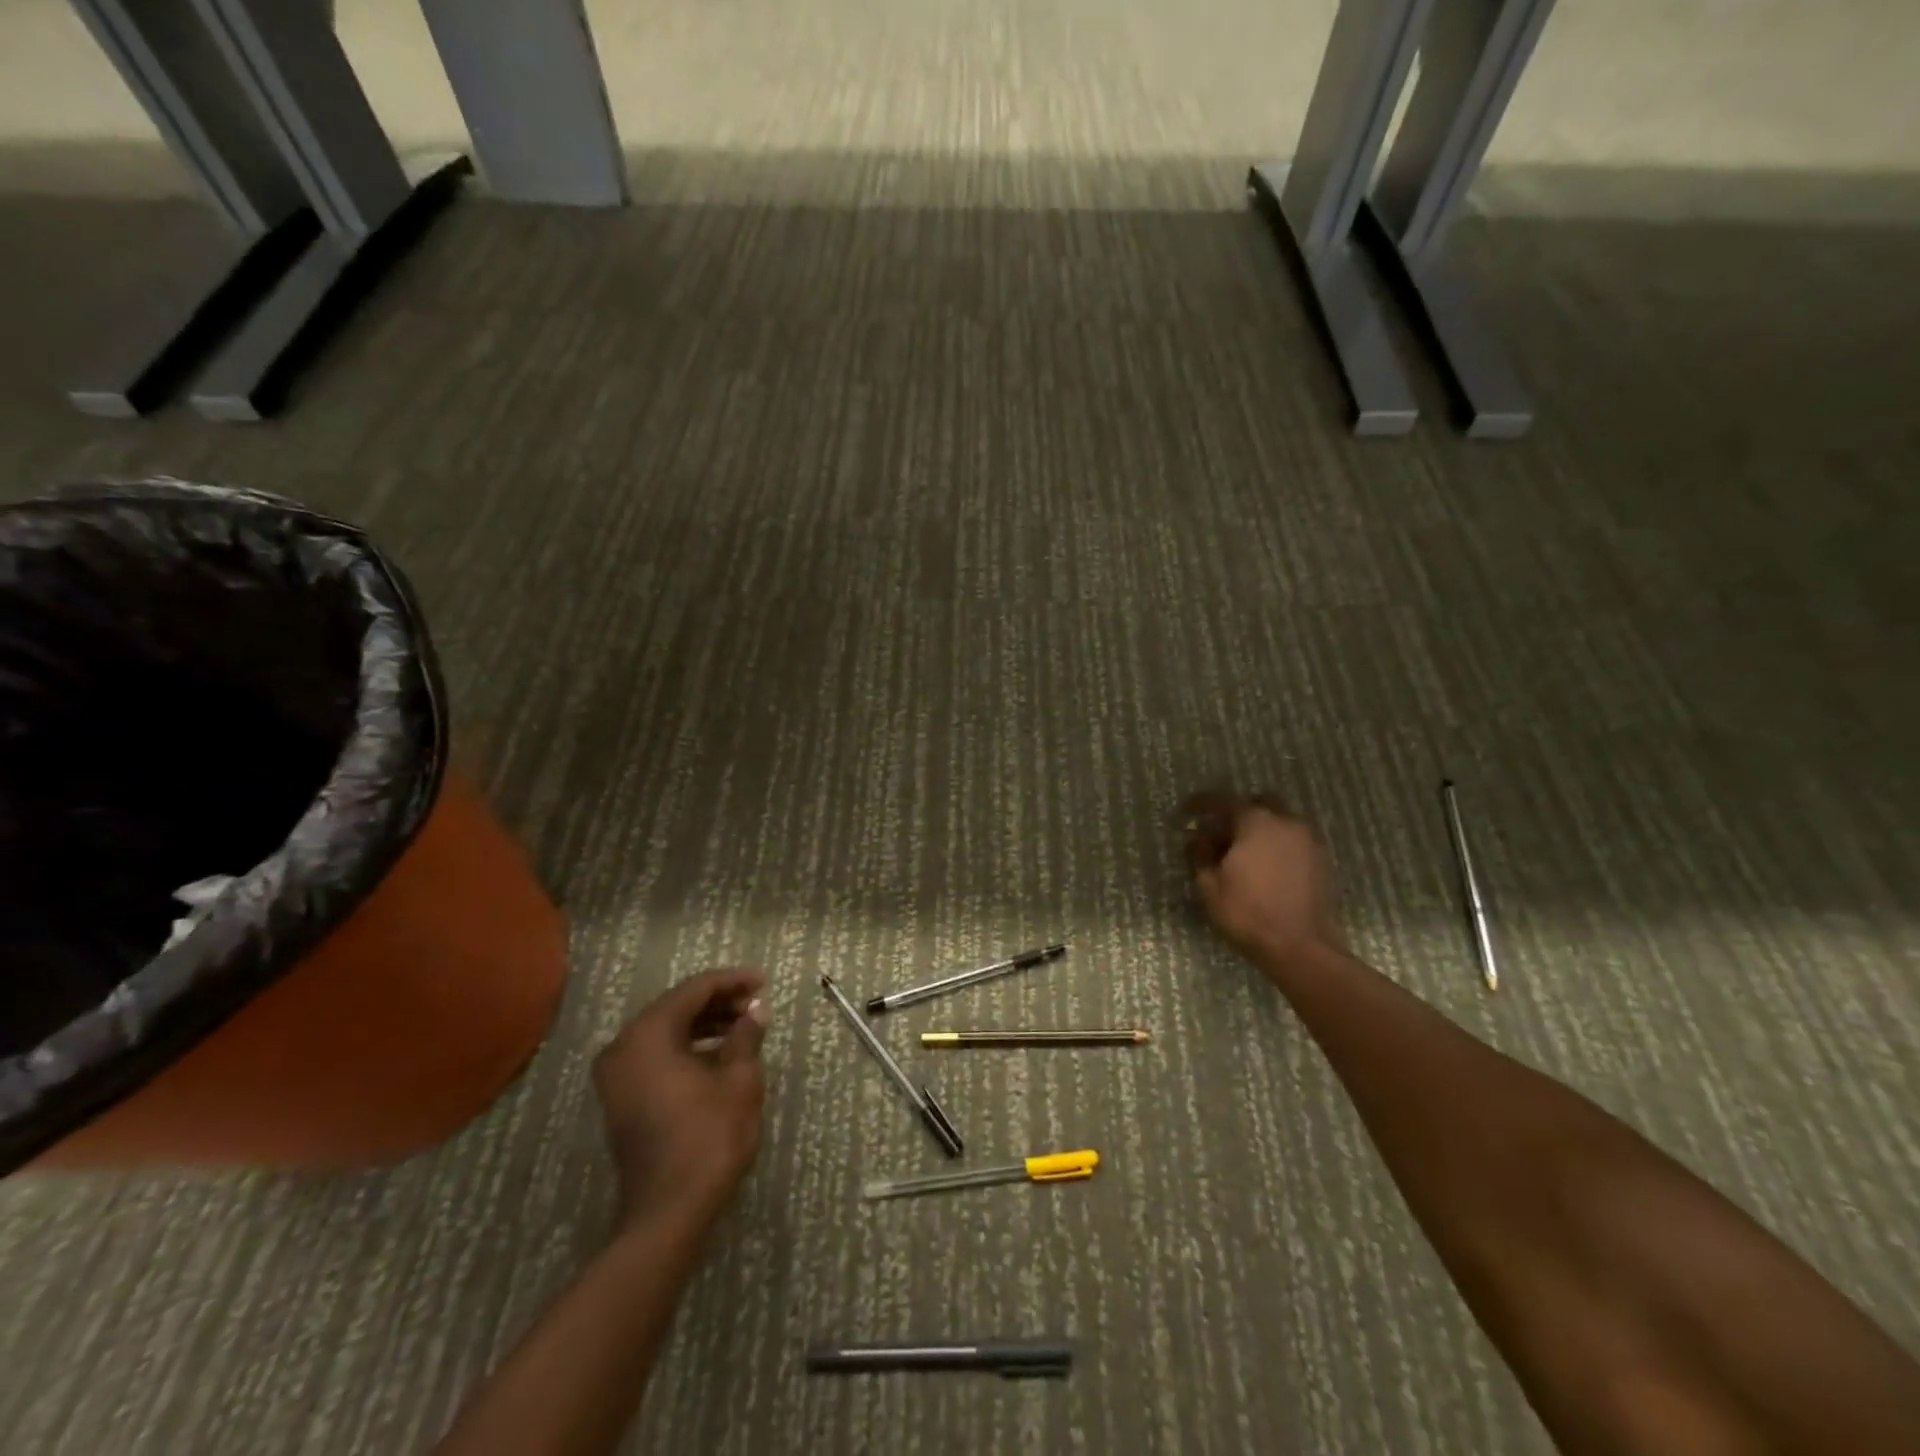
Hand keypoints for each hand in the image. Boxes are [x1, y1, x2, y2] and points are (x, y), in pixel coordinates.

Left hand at [593, 969, 768, 1232]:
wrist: (669, 1211)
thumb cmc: (708, 1137)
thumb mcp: (739, 1080)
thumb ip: (746, 1036)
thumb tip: (755, 1011)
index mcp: (648, 1035)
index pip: (694, 990)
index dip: (732, 982)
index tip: (763, 982)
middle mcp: (623, 1047)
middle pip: (676, 1007)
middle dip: (718, 1002)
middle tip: (755, 1004)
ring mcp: (617, 1076)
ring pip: (666, 1031)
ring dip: (704, 1025)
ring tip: (744, 1027)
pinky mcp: (621, 1099)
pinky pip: (656, 1055)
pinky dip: (687, 1047)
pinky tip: (719, 1054)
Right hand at [1182, 793, 1342, 969]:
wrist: (1301, 948)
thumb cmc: (1248, 913)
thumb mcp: (1210, 885)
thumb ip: (1201, 854)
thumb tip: (1198, 839)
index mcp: (1256, 822)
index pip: (1223, 801)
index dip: (1200, 804)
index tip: (1185, 813)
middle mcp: (1286, 823)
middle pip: (1257, 804)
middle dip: (1236, 814)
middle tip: (1218, 834)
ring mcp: (1308, 841)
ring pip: (1279, 822)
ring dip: (1258, 830)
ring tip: (1240, 854)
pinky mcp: (1321, 861)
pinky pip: (1292, 841)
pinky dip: (1275, 845)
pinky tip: (1263, 868)